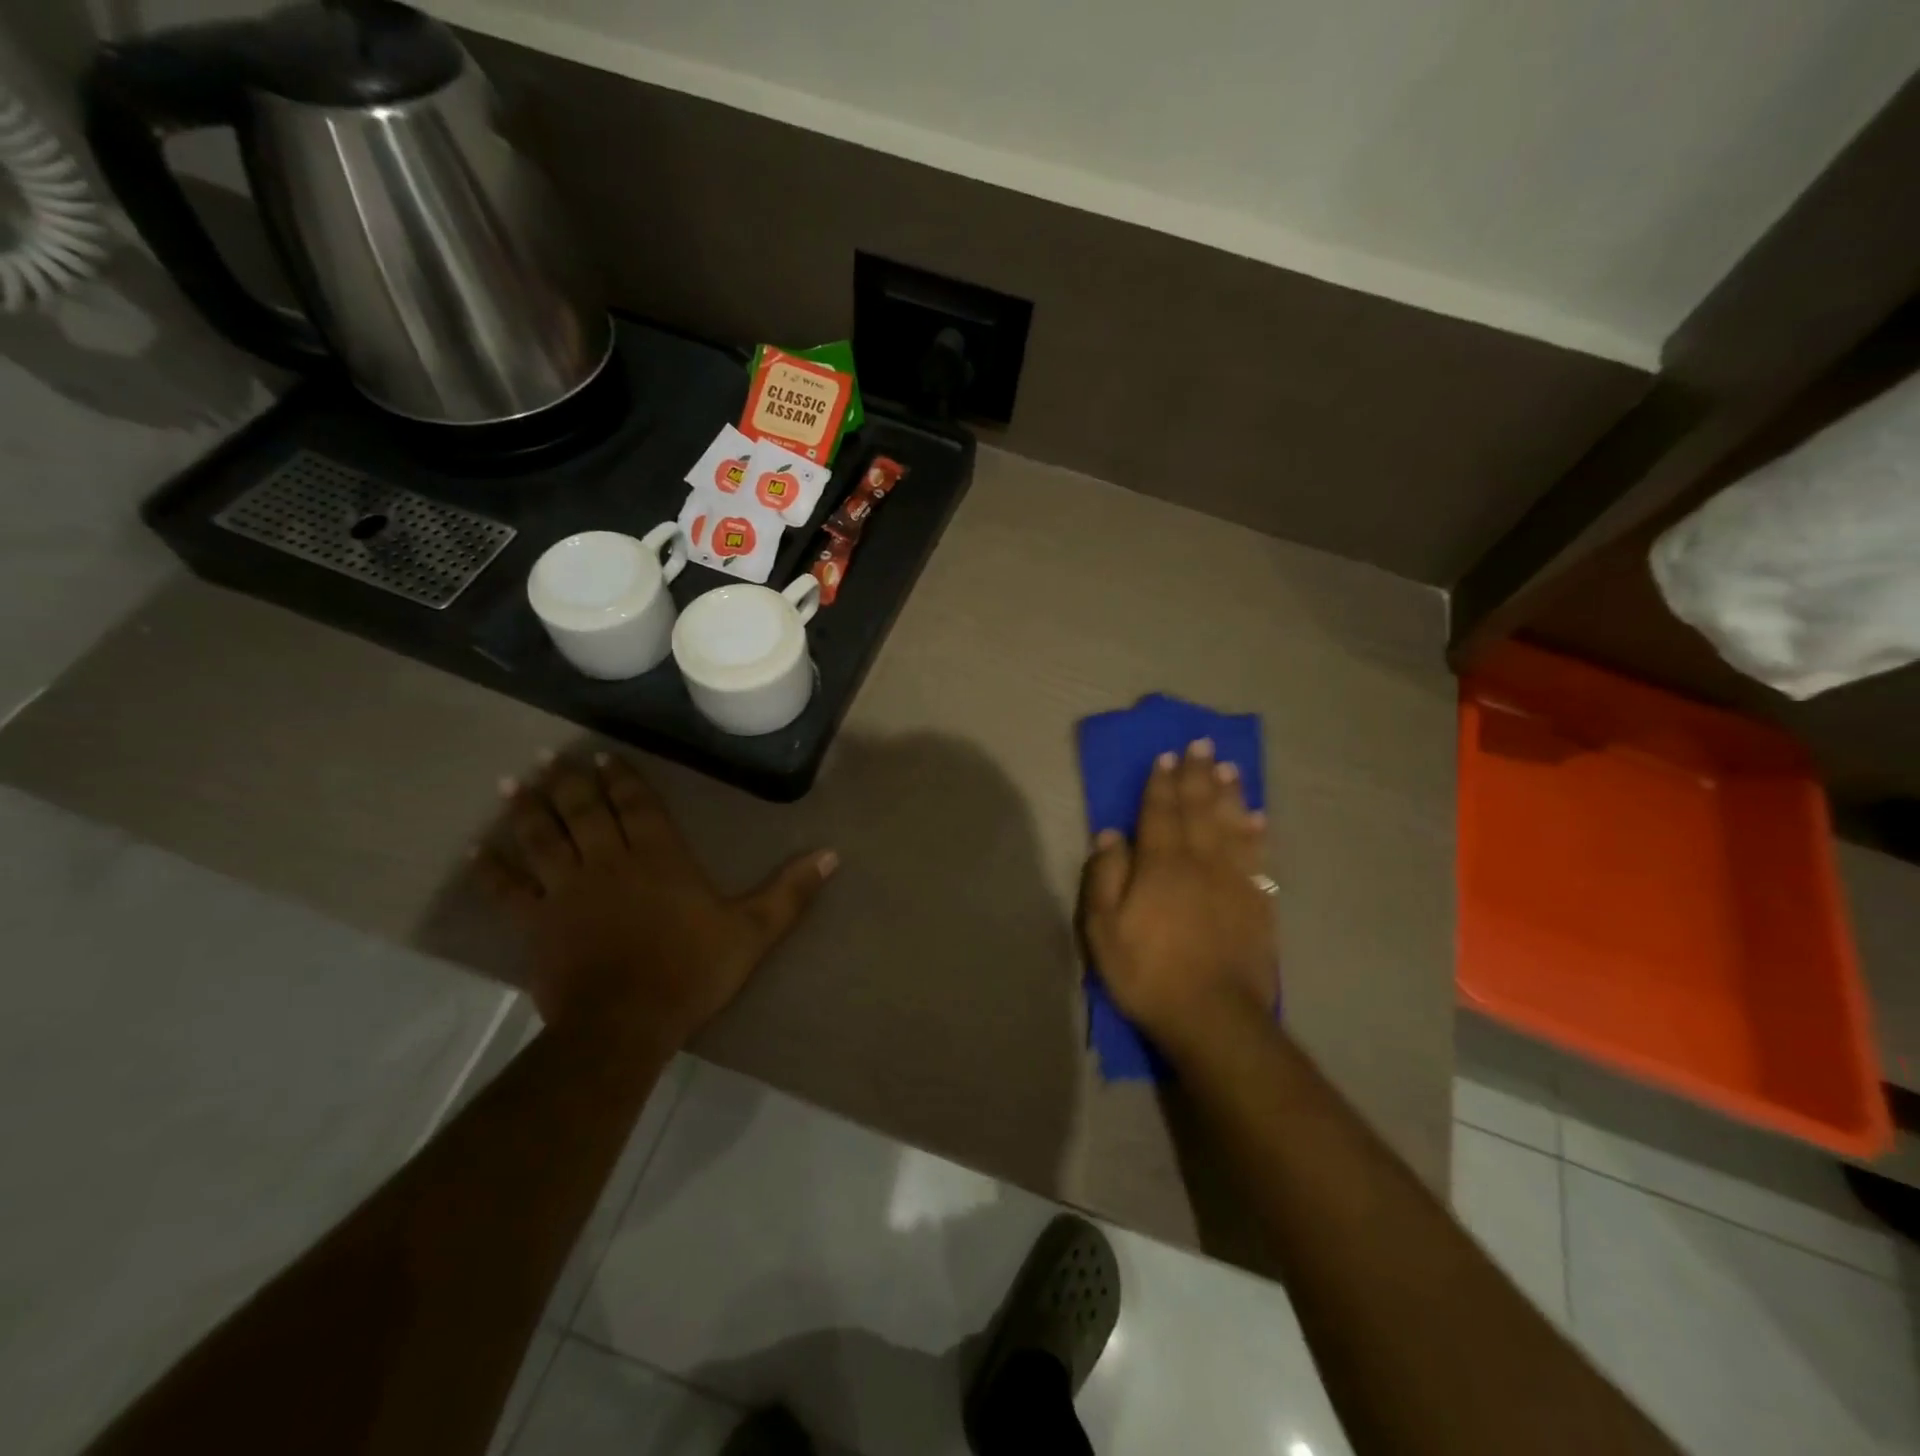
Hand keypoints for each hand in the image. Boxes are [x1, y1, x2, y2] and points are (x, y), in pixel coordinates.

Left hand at [473, 753, 835, 1052]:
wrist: (625, 1024)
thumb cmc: (691, 971)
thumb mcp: (753, 931)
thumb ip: (790, 891)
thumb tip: (833, 855)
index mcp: (659, 856)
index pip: (637, 805)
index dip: (621, 777)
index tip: (603, 756)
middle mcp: (609, 860)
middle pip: (584, 810)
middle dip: (569, 780)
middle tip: (551, 755)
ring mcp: (567, 890)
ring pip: (542, 837)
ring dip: (528, 807)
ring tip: (514, 781)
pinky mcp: (536, 923)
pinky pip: (508, 889)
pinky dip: (491, 868)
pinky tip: (476, 850)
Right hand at [1078, 739, 1277, 1052]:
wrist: (1213, 1016)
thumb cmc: (1148, 972)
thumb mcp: (1104, 929)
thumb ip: (1106, 876)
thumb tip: (1112, 835)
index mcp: (1161, 864)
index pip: (1159, 812)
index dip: (1161, 783)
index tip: (1165, 756)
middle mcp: (1200, 861)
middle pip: (1198, 809)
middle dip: (1197, 775)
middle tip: (1201, 744)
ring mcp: (1234, 880)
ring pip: (1231, 825)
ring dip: (1229, 793)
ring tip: (1229, 768)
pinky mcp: (1257, 903)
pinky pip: (1258, 856)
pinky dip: (1256, 833)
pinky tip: (1257, 817)